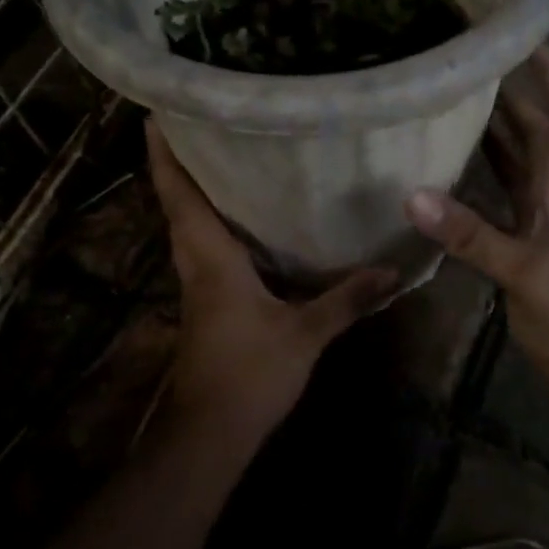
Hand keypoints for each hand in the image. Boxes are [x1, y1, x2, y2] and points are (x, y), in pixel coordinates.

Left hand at [147, 120, 396, 444]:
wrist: (210, 433)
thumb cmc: (249, 373)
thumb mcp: (305, 334)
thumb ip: (346, 300)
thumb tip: (392, 271)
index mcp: (211, 260)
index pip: (180, 197)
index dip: (165, 156)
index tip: (157, 115)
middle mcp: (197, 265)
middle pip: (178, 205)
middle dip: (180, 165)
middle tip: (200, 124)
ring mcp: (199, 288)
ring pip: (189, 229)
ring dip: (194, 194)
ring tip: (221, 160)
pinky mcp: (207, 306)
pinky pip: (205, 251)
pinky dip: (213, 227)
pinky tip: (244, 224)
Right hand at [405, 47, 548, 378]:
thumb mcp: (521, 269)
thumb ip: (470, 234)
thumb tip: (414, 196)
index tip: (526, 38)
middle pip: (537, 128)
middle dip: (512, 92)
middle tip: (472, 63)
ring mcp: (541, 211)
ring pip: (518, 156)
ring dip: (495, 127)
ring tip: (456, 98)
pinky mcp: (525, 233)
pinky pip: (503, 188)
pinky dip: (482, 169)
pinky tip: (451, 160)